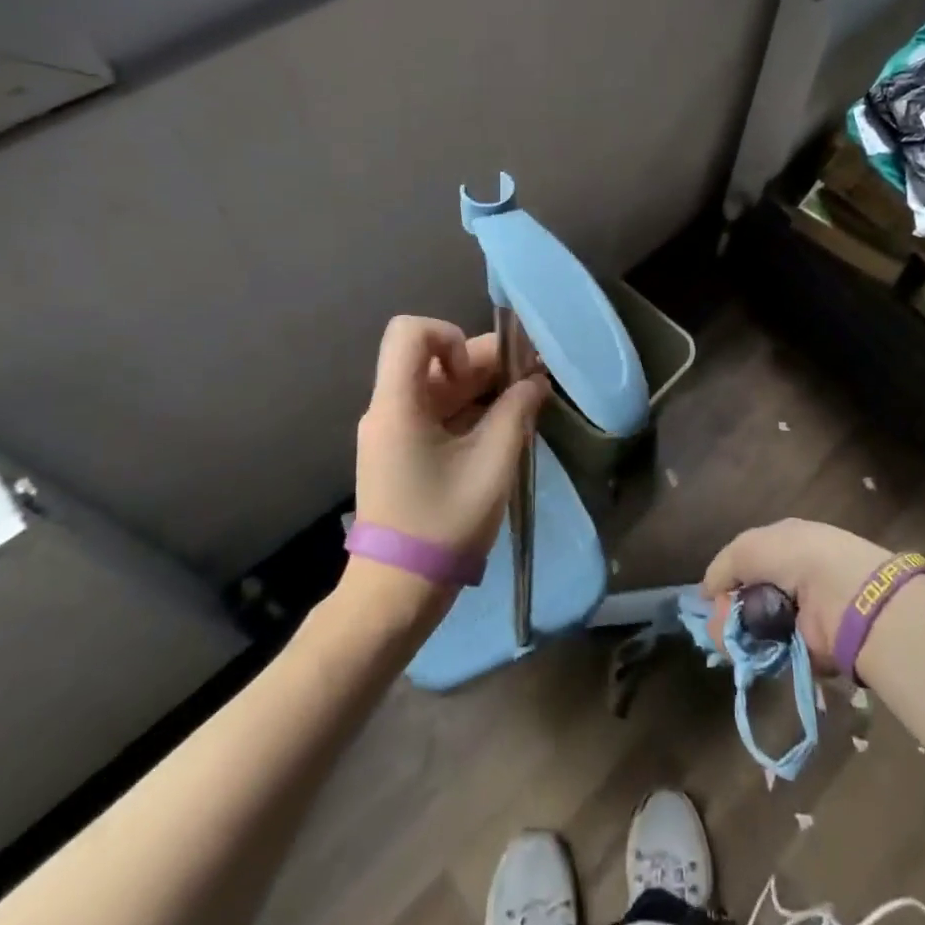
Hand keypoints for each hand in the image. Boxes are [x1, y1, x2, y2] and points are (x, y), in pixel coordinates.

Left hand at [351, 314, 548, 567]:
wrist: (397, 592)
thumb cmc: (443, 524)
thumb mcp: (492, 464)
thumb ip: (516, 413)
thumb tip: (535, 381)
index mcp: (398, 404)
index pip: (411, 332)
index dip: (451, 337)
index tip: (479, 374)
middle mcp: (389, 408)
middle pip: (434, 359)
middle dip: (484, 363)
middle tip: (531, 380)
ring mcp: (393, 431)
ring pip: (439, 386)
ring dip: (482, 388)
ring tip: (527, 403)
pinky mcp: (402, 451)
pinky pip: (437, 412)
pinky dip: (470, 411)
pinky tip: (504, 428)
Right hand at [701, 519, 893, 671]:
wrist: (845, 595)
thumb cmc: (795, 557)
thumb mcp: (748, 547)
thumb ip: (723, 568)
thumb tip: (707, 593)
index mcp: (784, 545)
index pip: (746, 562)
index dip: (726, 579)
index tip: (711, 597)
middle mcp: (793, 577)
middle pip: (748, 597)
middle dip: (728, 610)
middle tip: (717, 623)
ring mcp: (800, 614)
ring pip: (756, 627)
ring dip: (737, 634)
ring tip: (728, 640)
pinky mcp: (807, 649)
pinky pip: (772, 652)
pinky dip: (756, 654)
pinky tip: (745, 652)